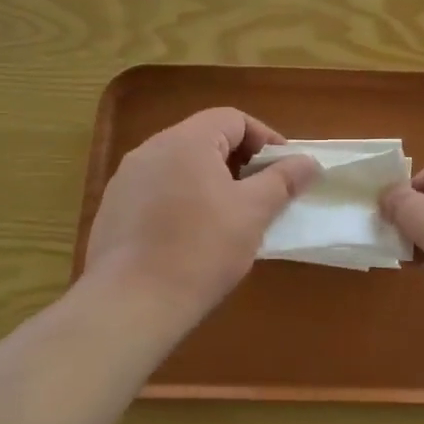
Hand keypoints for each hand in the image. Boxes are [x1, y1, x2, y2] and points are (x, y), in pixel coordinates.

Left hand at [83, 108, 320, 327]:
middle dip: (241, 162)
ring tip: (232, 218)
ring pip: (181, 167)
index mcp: (185, 141)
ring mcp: (126, 180)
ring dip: (212, 183)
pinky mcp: (113, 210)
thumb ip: (284, 180)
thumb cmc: (201, 250)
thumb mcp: (254, 212)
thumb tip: (309, 161)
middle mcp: (150, 150)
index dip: (265, 139)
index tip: (285, 170)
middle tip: (263, 194)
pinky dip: (184, 201)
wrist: (130, 304)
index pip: (233, 119)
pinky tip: (194, 238)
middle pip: (206, 140)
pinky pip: (158, 192)